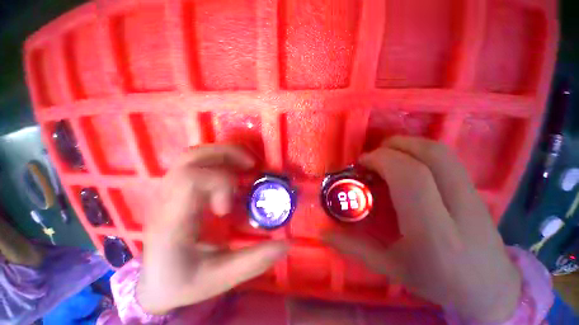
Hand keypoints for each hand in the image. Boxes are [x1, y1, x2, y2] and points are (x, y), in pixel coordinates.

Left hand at [137, 145, 288, 314]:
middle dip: (226, 154)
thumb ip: (254, 260)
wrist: (155, 282)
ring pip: (193, 155)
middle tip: (251, 165)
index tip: (229, 206)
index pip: (191, 180)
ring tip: (246, 165)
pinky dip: (219, 160)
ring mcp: (169, 191)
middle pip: (191, 157)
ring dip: (224, 154)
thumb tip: (286, 243)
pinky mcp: (177, 190)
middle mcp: (166, 199)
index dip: (220, 183)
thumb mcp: (219, 278)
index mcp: (172, 221)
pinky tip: (233, 172)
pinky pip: (197, 163)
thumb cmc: (182, 282)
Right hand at [324, 137, 521, 322]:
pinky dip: (419, 150)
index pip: (411, 177)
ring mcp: (472, 195)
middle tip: (372, 156)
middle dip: (393, 146)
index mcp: (434, 233)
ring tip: (386, 155)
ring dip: (407, 144)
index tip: (362, 163)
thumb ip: (354, 248)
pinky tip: (405, 163)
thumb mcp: (391, 267)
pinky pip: (446, 157)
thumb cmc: (438, 282)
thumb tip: (322, 233)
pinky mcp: (475, 190)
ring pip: (440, 152)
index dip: (383, 160)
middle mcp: (458, 208)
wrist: (490, 289)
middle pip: (430, 156)